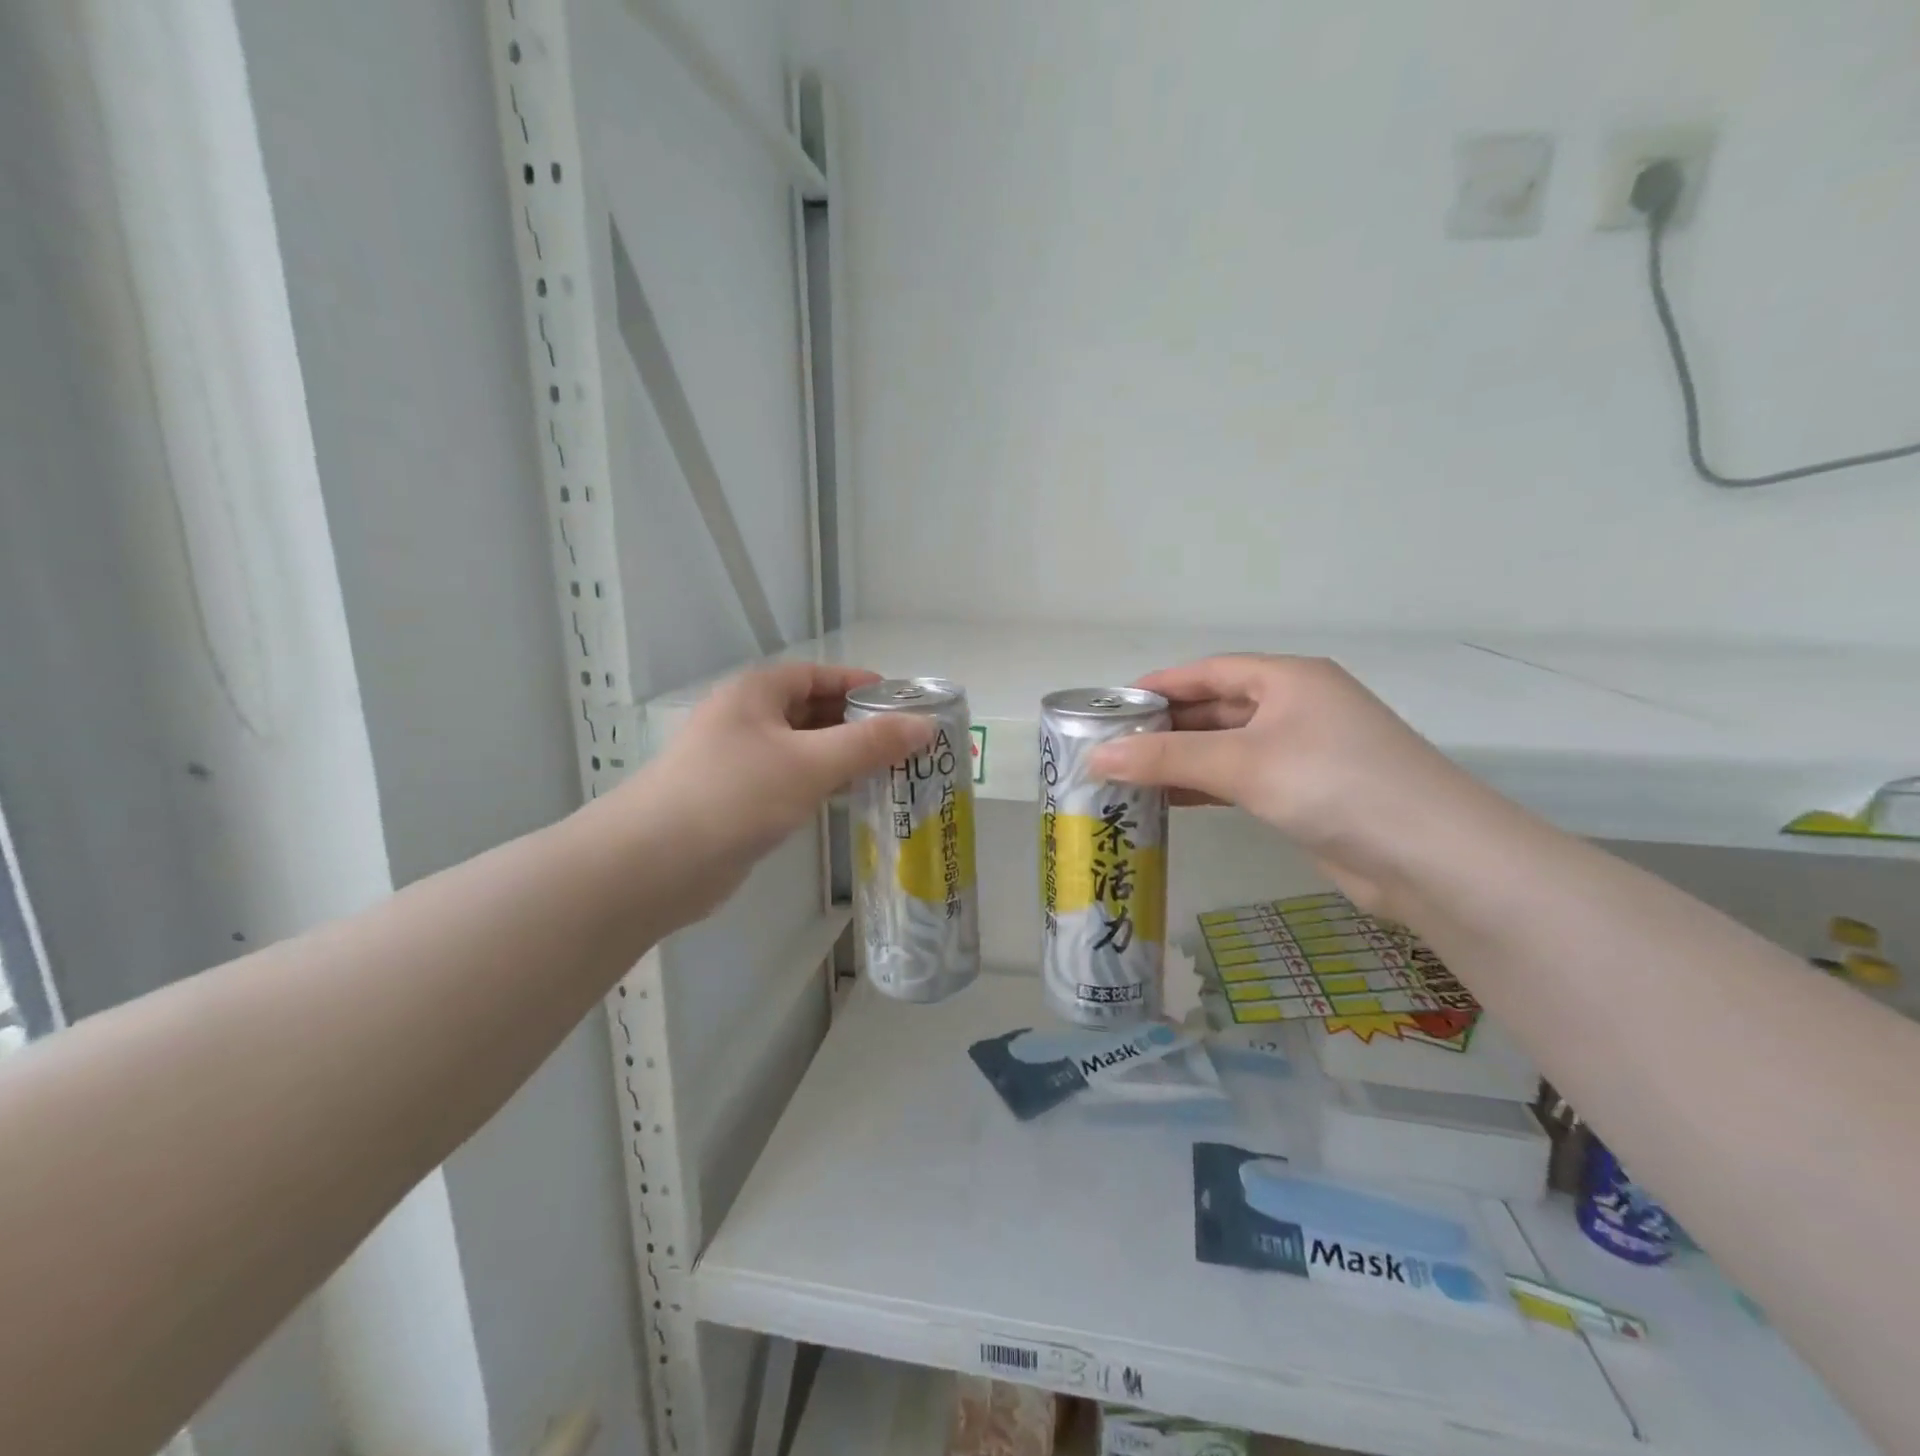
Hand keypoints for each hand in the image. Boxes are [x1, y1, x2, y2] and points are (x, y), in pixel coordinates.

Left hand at [606, 663, 931, 922]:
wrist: (654, 864)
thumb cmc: (734, 795)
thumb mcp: (810, 763)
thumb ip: (870, 743)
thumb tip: (925, 725)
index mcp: (756, 693)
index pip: (817, 675)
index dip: (859, 684)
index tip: (902, 703)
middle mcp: (746, 719)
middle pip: (811, 710)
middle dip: (857, 723)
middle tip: (905, 742)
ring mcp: (738, 761)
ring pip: (802, 748)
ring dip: (841, 756)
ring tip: (889, 770)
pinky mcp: (737, 800)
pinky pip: (790, 779)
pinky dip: (820, 783)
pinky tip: (848, 798)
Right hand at [1089, 655, 1484, 914]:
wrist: (1432, 858)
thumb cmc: (1334, 785)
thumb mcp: (1243, 763)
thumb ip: (1167, 758)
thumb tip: (1095, 757)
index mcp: (1287, 679)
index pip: (1208, 671)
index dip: (1158, 685)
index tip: (1110, 706)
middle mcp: (1295, 707)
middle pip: (1216, 708)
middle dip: (1164, 726)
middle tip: (1109, 746)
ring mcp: (1303, 751)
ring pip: (1226, 746)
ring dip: (1181, 760)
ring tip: (1126, 775)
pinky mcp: (1305, 793)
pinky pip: (1241, 779)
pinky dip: (1205, 786)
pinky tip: (1169, 801)